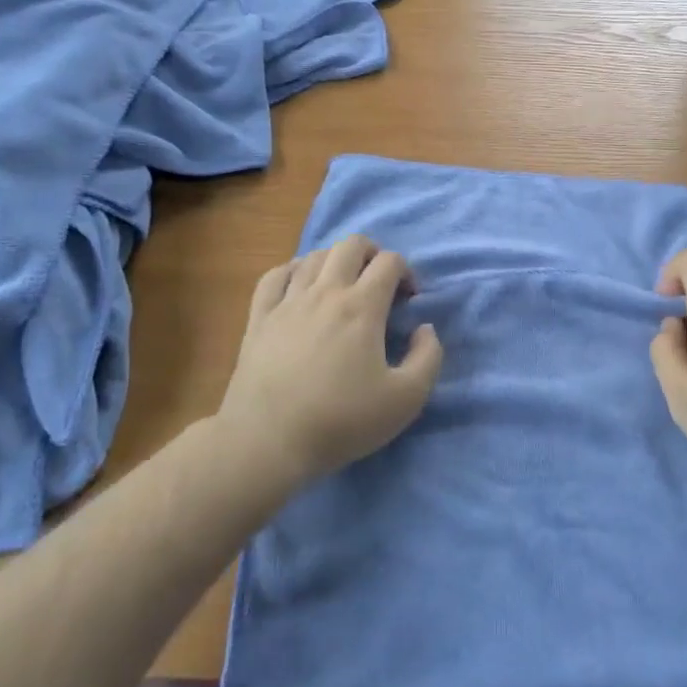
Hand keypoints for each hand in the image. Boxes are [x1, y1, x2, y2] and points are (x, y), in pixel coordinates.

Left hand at [218, 236, 442, 483]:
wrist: (267, 442)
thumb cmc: (341, 421)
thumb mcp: (406, 399)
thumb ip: (428, 357)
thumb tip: (424, 329)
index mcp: (362, 306)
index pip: (389, 261)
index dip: (406, 272)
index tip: (408, 300)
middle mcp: (325, 292)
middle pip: (351, 245)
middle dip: (373, 254)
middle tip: (379, 283)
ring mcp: (287, 302)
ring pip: (314, 256)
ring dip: (336, 261)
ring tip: (343, 286)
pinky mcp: (258, 318)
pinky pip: (275, 275)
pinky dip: (293, 271)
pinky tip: (299, 286)